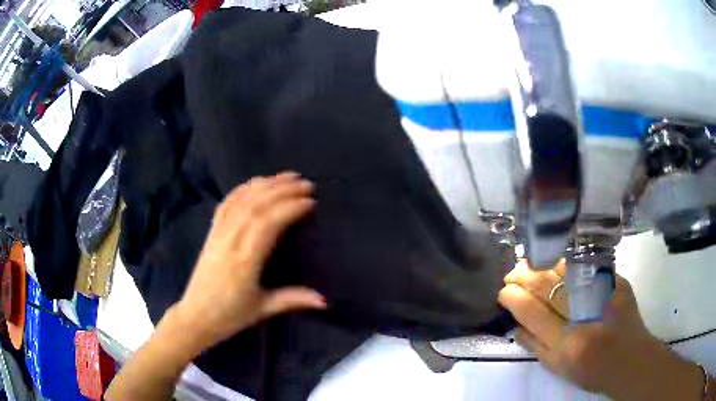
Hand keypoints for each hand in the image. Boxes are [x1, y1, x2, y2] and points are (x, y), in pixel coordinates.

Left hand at [173, 172, 326, 351]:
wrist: (196, 316)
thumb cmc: (230, 315)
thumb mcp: (263, 309)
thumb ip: (293, 300)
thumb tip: (325, 300)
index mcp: (244, 262)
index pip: (267, 224)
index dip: (289, 208)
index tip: (311, 202)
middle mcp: (230, 242)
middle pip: (256, 206)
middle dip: (282, 190)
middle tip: (306, 183)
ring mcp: (218, 234)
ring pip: (241, 200)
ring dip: (265, 184)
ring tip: (287, 176)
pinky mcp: (211, 232)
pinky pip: (226, 204)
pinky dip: (243, 189)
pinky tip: (256, 183)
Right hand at [499, 261, 702, 400]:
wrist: (631, 359)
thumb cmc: (592, 372)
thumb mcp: (558, 369)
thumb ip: (535, 346)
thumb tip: (514, 324)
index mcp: (567, 343)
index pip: (531, 311)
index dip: (513, 297)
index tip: (503, 291)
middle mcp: (585, 315)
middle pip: (547, 285)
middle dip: (523, 275)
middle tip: (512, 274)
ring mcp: (604, 293)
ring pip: (565, 269)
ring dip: (543, 265)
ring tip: (530, 266)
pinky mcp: (618, 281)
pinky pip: (587, 266)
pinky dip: (567, 264)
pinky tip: (557, 265)